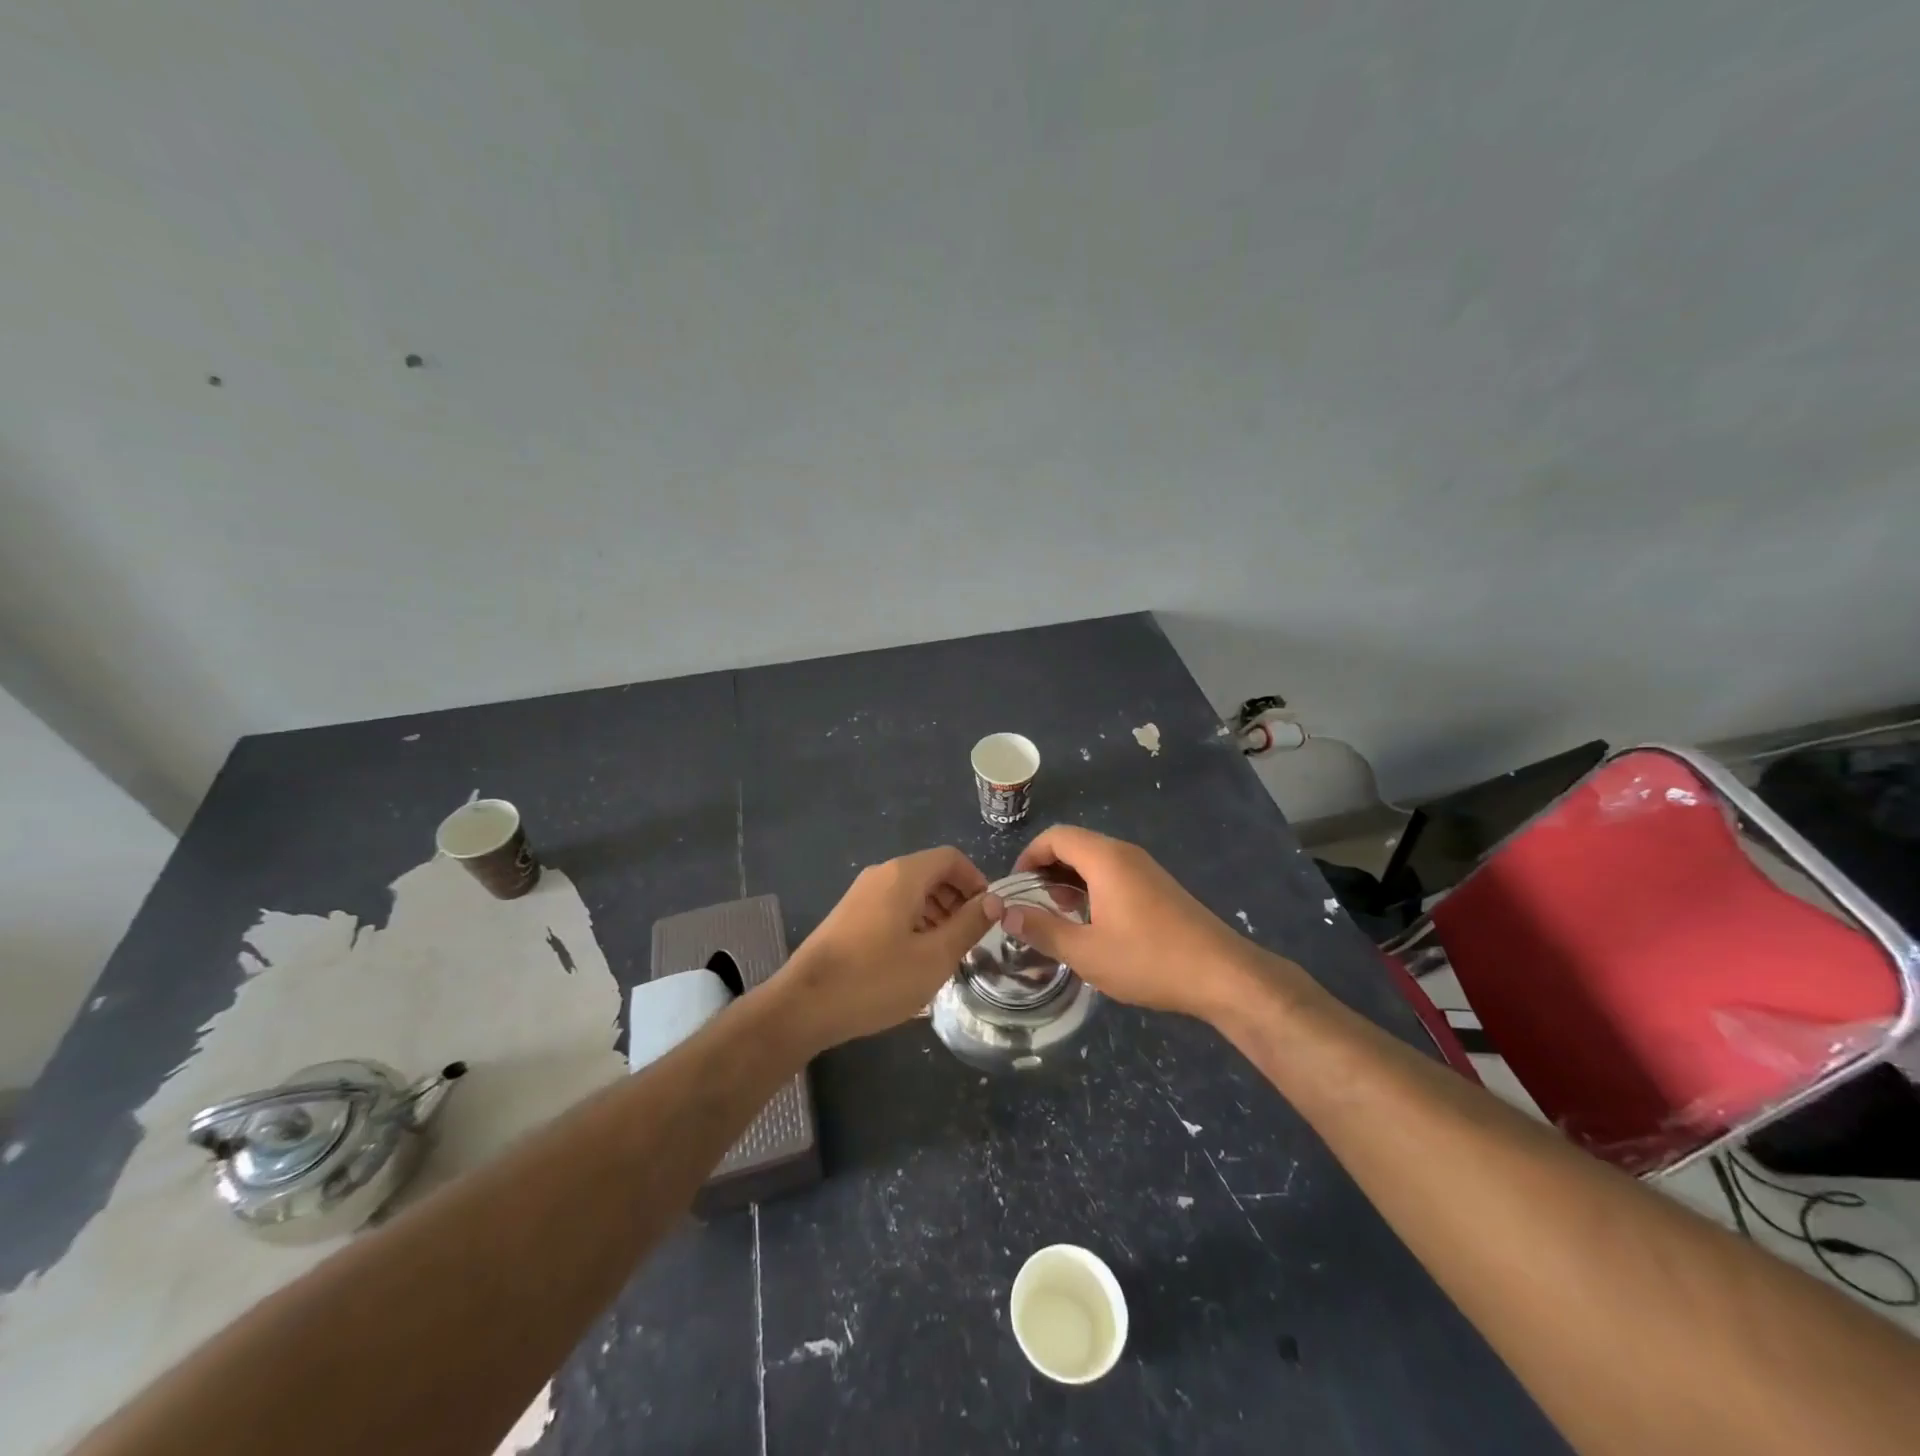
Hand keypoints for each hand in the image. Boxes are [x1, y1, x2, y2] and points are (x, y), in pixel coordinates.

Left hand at [775, 847, 991, 1049]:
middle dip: (957, 900)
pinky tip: (914, 960)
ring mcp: (860, 895)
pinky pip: (891, 907)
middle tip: (969, 938)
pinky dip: (913, 923)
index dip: (976, 881)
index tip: (988, 915)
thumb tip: (994, 901)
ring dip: (936, 914)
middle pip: (931, 873)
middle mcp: (880, 875)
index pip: (951, 858)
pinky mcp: (848, 916)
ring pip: (911, 892)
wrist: (804, 1005)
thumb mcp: (934, 957)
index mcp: (903, 875)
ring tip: (945, 953)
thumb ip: (968, 925)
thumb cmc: (876, 979)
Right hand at [989, 825, 1284, 1022]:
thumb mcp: (1086, 952)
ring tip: (1059, 915)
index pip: (1055, 836)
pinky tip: (1092, 923)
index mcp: (1105, 859)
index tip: (1015, 888)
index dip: (1028, 856)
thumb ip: (1042, 929)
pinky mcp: (1158, 887)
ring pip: (1095, 860)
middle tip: (1034, 905)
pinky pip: (1114, 873)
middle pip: (1074, 844)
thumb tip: (1006, 914)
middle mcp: (1125, 854)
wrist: (1222, 975)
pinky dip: (1092, 887)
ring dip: (1070, 880)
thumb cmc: (1149, 960)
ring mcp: (1145, 869)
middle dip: (1047, 869)